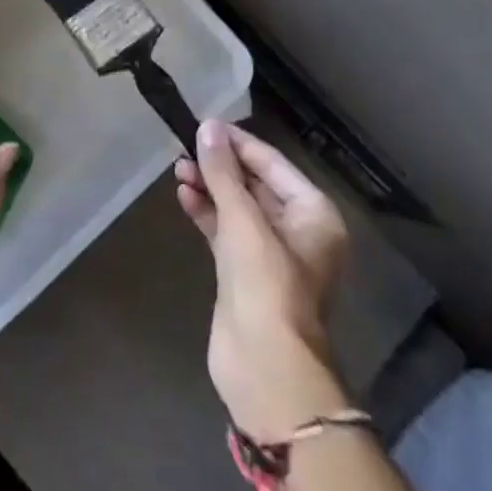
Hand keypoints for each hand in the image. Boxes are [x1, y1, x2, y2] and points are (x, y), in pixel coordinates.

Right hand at [175, 120, 350, 438]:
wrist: (265, 366)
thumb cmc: (266, 284)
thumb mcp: (244, 221)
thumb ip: (223, 173)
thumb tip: (208, 127)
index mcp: (313, 214)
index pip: (273, 164)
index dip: (238, 143)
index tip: (204, 124)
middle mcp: (298, 230)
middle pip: (255, 184)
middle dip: (221, 166)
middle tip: (185, 146)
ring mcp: (271, 254)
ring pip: (238, 208)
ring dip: (210, 187)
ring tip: (178, 168)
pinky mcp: (246, 273)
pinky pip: (226, 231)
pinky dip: (207, 213)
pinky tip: (183, 196)